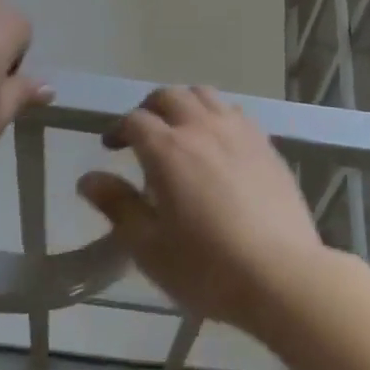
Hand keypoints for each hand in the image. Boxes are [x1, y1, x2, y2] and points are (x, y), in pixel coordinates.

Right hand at [78, 86, 331, 335]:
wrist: (281, 274)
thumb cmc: (207, 267)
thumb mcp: (149, 247)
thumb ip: (117, 206)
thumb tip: (88, 178)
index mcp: (168, 150)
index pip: (135, 120)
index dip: (118, 129)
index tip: (111, 147)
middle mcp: (202, 127)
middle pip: (169, 96)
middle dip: (149, 108)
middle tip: (142, 133)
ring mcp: (238, 131)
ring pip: (205, 95)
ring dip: (184, 104)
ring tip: (180, 131)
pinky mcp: (265, 143)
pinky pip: (234, 111)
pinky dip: (216, 115)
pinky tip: (218, 143)